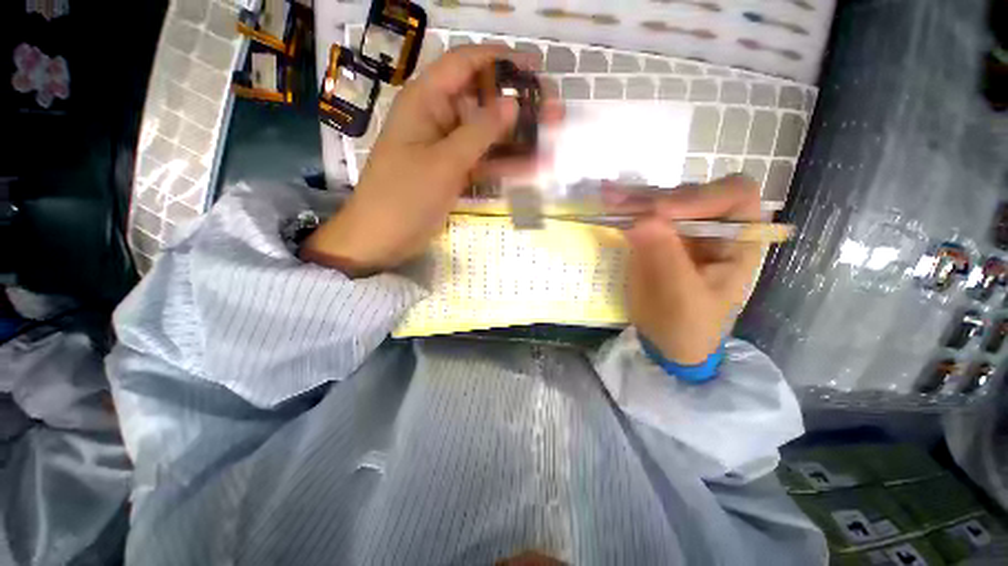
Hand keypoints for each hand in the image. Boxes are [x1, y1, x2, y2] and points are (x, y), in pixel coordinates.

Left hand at [302, 45, 557, 276]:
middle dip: (518, 103)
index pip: (465, 65)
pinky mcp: (454, 172)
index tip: (535, 68)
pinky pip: (484, 161)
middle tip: (553, 109)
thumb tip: (513, 103)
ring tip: (552, 135)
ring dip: (518, 136)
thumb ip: (479, 132)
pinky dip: (506, 164)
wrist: (383, 238)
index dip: (500, 60)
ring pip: (487, 134)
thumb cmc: (405, 196)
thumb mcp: (443, 162)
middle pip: (482, 100)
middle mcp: (438, 118)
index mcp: (426, 101)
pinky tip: (534, 165)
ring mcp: (447, 148)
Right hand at [618, 175, 762, 364]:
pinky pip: (643, 215)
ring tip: (608, 197)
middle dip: (655, 198)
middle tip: (619, 205)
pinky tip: (608, 199)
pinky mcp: (658, 237)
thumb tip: (641, 218)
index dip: (699, 197)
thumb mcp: (680, 296)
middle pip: (690, 194)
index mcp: (737, 241)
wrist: (668, 342)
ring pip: (663, 201)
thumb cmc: (686, 325)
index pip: (732, 196)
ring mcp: (683, 230)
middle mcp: (712, 228)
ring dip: (635, 199)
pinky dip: (626, 208)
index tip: (659, 213)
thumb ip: (665, 256)